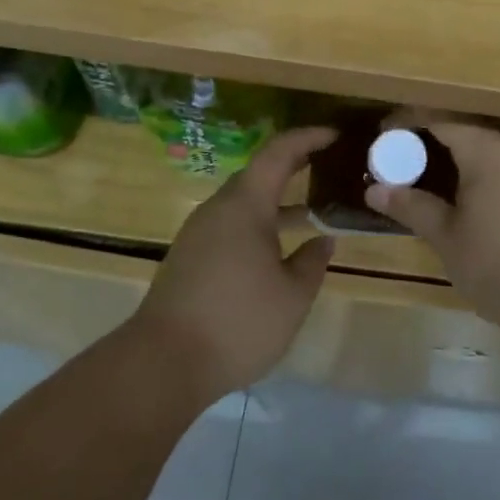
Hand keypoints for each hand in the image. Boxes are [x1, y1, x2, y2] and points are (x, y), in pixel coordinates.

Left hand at [130, 126, 336, 401]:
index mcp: (245, 206)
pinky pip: (232, 225)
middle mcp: (218, 209)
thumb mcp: (293, 296)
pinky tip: (278, 249)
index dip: (309, 138)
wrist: (162, 364)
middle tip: (330, 167)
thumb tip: (324, 240)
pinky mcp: (190, 258)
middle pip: (259, 173)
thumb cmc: (237, 322)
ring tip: (314, 212)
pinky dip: (260, 223)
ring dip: (278, 200)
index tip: (336, 136)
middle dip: (295, 166)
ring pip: (244, 202)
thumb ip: (313, 262)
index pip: (279, 153)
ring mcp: (199, 233)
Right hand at [363, 116, 499, 352]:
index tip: (380, 136)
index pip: (438, 118)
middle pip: (463, 125)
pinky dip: (477, 164)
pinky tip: (460, 187)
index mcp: (487, 148)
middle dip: (428, 135)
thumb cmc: (499, 266)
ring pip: (485, 142)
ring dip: (454, 150)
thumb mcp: (447, 237)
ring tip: (423, 170)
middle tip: (396, 156)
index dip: (406, 121)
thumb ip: (412, 206)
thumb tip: (374, 190)